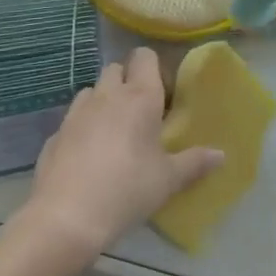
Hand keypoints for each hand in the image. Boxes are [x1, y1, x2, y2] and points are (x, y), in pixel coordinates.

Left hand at [15, 47, 222, 269]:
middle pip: (115, 68)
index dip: (152, 66)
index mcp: (140, 98)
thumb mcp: (168, 180)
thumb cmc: (127, 190)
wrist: (66, 218)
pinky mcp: (54, 134)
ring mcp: (76, 113)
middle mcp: (106, 96)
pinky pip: (72, 120)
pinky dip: (81, 128)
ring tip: (112, 130)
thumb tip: (221, 155)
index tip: (161, 90)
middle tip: (140, 111)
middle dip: (127, 81)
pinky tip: (87, 156)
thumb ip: (195, 163)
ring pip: (91, 91)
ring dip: (102, 101)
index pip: (144, 57)